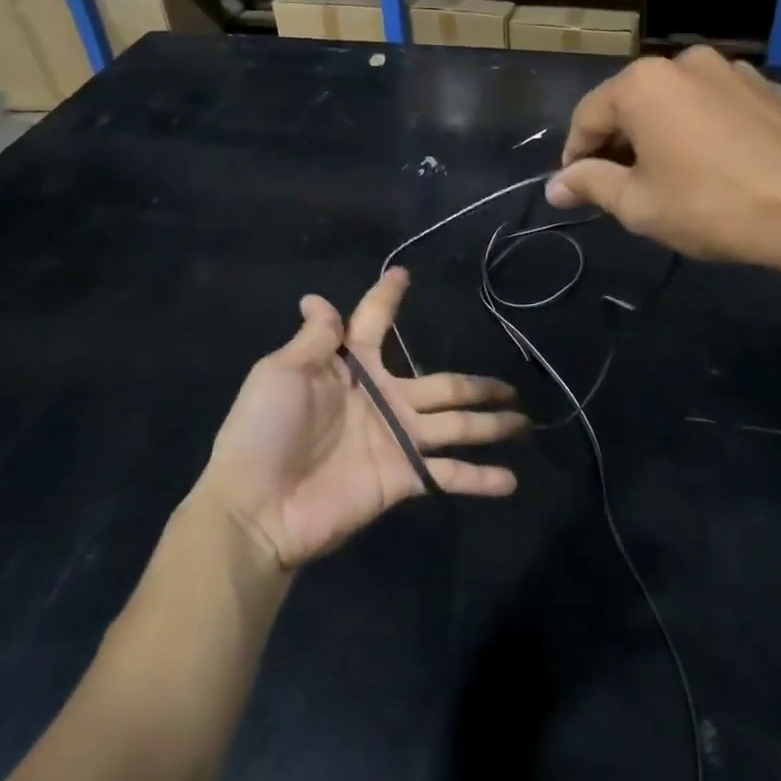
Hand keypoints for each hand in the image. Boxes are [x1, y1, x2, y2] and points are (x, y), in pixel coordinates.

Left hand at [192, 269, 528, 570]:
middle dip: (477, 384)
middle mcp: (383, 399)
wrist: (256, 506)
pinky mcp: (402, 478)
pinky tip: (512, 480)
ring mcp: (397, 439)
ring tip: (524, 421)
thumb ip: (314, 340)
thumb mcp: (281, 373)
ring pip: (457, 425)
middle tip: (511, 383)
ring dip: (491, 425)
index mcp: (351, 368)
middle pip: (442, 384)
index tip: (404, 274)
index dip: (388, 298)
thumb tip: (316, 298)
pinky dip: (480, 479)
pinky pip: (448, 474)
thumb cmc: (263, 431)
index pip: (374, 323)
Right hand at [545, 46, 780, 287]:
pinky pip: (712, 105)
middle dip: (618, 144)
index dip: (576, 156)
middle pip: (630, 104)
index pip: (587, 116)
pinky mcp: (765, 86)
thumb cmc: (712, 206)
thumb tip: (555, 186)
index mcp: (643, 83)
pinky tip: (714, 166)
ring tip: (670, 178)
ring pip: (673, 103)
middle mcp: (683, 62)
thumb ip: (591, 185)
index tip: (577, 189)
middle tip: (622, 189)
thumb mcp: (639, 206)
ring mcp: (730, 69)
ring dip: (659, 135)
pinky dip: (699, 129)